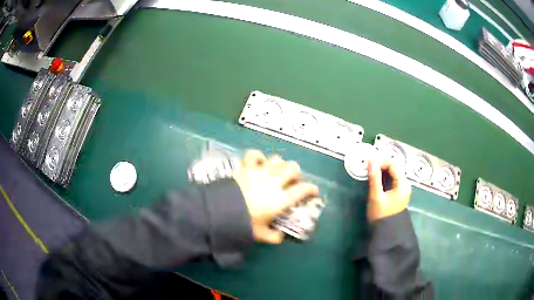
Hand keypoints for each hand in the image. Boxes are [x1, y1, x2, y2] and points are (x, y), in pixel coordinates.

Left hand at [233, 150, 318, 243]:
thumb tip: (280, 237)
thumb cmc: (244, 224)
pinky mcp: (246, 167)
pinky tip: (259, 162)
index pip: (303, 189)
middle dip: (296, 173)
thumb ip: (273, 237)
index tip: (313, 191)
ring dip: (280, 164)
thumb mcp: (260, 235)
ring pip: (277, 160)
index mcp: (281, 199)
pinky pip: (254, 155)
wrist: (221, 212)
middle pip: (292, 168)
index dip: (311, 189)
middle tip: (292, 181)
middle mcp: (274, 182)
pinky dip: (258, 156)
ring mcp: (260, 172)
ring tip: (277, 171)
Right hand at [367, 159, 411, 221]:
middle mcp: (405, 184)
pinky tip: (376, 178)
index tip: (369, 162)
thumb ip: (374, 178)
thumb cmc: (381, 215)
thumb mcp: (376, 196)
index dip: (381, 161)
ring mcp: (403, 189)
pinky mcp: (399, 193)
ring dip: (383, 169)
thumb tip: (371, 160)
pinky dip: (385, 176)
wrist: (387, 233)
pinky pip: (393, 179)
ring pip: (394, 173)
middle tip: (369, 165)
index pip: (393, 164)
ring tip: (371, 170)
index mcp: (403, 184)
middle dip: (382, 164)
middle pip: (395, 167)